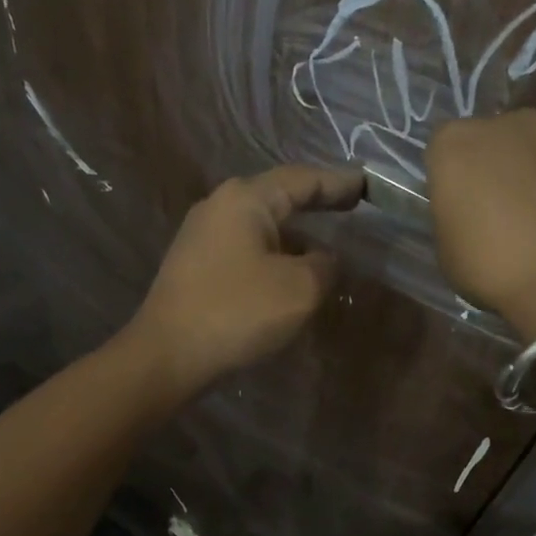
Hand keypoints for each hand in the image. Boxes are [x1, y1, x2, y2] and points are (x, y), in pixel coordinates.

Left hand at [125, 164, 363, 400]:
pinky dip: (275, 252)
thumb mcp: (300, 289)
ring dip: (295, 233)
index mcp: (246, 199)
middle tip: (353, 205)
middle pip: (279, 196)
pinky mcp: (195, 263)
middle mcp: (220, 206)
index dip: (339, 183)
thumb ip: (324, 265)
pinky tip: (290, 272)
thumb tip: (322, 258)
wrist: (167, 355)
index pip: (303, 179)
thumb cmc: (237, 312)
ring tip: (328, 244)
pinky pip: (246, 246)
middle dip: (317, 202)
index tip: (368, 185)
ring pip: (261, 224)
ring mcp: (202, 234)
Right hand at [426, 110, 535, 341]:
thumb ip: (454, 216)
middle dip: (497, 168)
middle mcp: (508, 125)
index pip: (443, 150)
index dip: (452, 179)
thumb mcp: (447, 252)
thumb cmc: (493, 269)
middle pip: (495, 141)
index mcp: (456, 145)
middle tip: (500, 212)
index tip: (458, 207)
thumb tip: (469, 213)